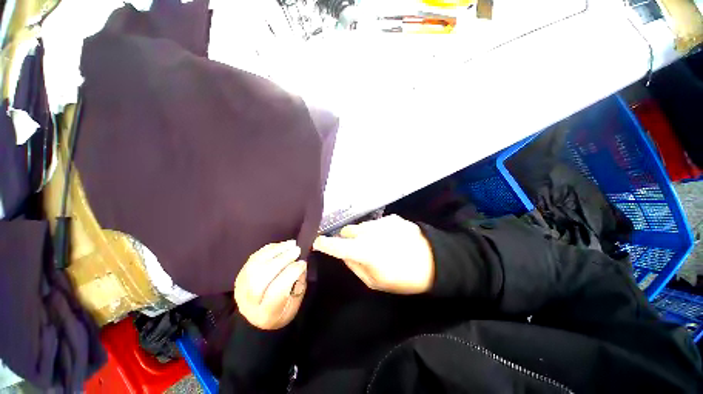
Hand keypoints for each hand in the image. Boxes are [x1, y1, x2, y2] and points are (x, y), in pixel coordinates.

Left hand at [234, 240, 306, 329]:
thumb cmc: (283, 309)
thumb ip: (298, 283)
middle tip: (297, 250)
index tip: (302, 263)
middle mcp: (249, 303)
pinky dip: (269, 249)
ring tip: (291, 244)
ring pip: (254, 266)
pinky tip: (282, 245)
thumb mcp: (295, 302)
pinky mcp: (239, 277)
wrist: (257, 320)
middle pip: (260, 278)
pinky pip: (253, 258)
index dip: (290, 274)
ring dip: (275, 251)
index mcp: (266, 314)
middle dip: (281, 260)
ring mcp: (240, 289)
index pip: (275, 292)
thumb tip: (300, 263)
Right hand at [313, 215, 433, 293]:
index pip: (336, 245)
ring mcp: (381, 222)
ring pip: (362, 226)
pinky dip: (377, 230)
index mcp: (363, 251)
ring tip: (378, 243)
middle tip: (357, 248)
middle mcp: (369, 232)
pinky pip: (376, 223)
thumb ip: (355, 267)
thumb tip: (345, 255)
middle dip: (348, 239)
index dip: (323, 243)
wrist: (434, 261)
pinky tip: (390, 238)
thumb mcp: (375, 282)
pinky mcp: (392, 218)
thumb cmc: (403, 278)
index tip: (315, 241)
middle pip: (347, 231)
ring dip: (363, 234)